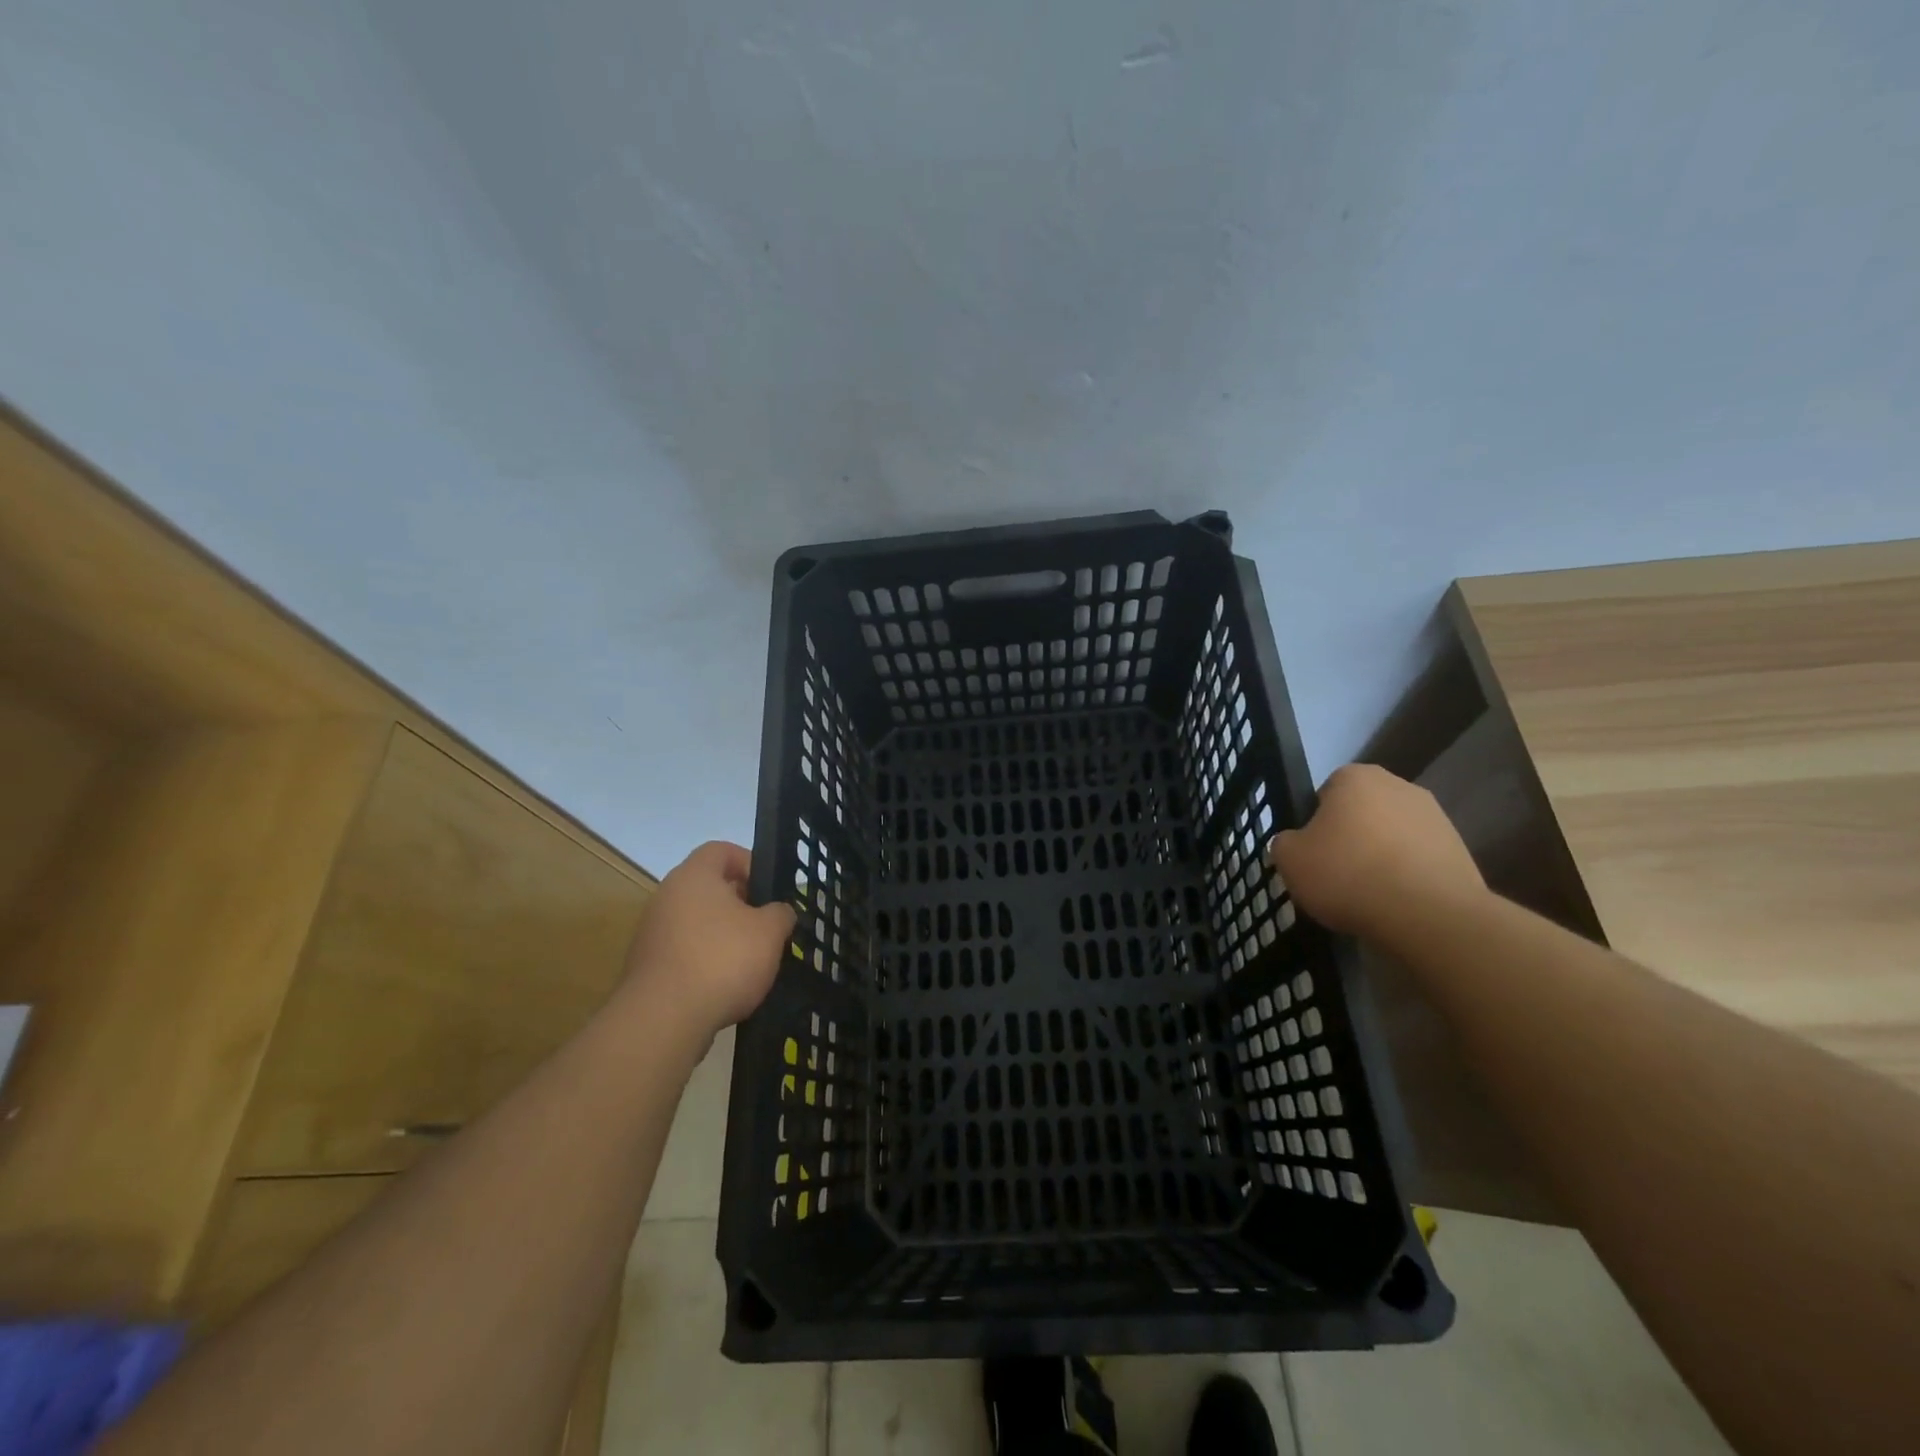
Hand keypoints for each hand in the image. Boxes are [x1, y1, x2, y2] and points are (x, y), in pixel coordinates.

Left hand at [617, 841, 794, 1046]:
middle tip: (766, 925)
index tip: (769, 889)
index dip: (749, 862)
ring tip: (751, 960)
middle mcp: (667, 896)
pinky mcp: (647, 967)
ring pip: (696, 922)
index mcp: (694, 876)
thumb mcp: (770, 932)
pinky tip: (726, 986)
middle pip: (708, 887)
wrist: (663, 1020)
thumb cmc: (722, 960)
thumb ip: (780, 914)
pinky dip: (705, 961)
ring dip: (723, 935)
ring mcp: (652, 933)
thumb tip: (779, 912)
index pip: (721, 850)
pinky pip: (684, 952)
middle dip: (740, 903)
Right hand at [1269, 764, 1485, 938]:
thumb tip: (1298, 844)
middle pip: (1362, 812)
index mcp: (1356, 777)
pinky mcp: (1460, 850)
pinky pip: (1418, 860)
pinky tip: (1396, 903)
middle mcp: (1399, 786)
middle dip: (1351, 836)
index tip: (1313, 853)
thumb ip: (1286, 842)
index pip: (1325, 793)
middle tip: (1337, 873)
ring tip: (1368, 894)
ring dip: (1381, 856)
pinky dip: (1407, 876)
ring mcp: (1436, 817)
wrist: (1428, 915)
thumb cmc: (1348, 874)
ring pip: (1392, 836)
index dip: (1316, 823)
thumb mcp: (1289, 859)